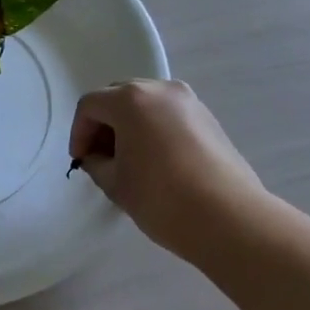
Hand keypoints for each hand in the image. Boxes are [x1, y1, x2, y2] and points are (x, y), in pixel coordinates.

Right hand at [69, 79, 267, 257]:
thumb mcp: (115, 183)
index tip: (81, 160)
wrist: (230, 219)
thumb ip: (96, 163)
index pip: (90, 105)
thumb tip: (97, 157)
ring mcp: (189, 101)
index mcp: (130, 99)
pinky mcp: (209, 118)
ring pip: (146, 103)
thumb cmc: (162, 198)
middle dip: (104, 124)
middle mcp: (160, 89)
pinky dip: (154, 129)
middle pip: (118, 97)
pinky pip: (169, 114)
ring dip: (130, 125)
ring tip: (129, 160)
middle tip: (101, 157)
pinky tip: (157, 161)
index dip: (78, 132)